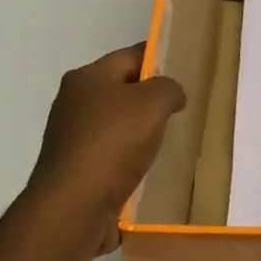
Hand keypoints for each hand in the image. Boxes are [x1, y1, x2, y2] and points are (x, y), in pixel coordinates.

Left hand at [30, 43, 185, 250]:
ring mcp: (72, 136)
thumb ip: (168, 88)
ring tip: (171, 140)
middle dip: (152, 98)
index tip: (187, 70)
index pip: (130, 56)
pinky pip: (112, 152)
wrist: (75, 205)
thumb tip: (171, 94)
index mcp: (87, 77)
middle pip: (122, 89)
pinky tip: (148, 167)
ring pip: (118, 123)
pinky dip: (131, 156)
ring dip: (142, 130)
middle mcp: (74, 101)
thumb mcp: (152, 104)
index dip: (160, 59)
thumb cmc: (113, 144)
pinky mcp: (77, 166)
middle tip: (183, 108)